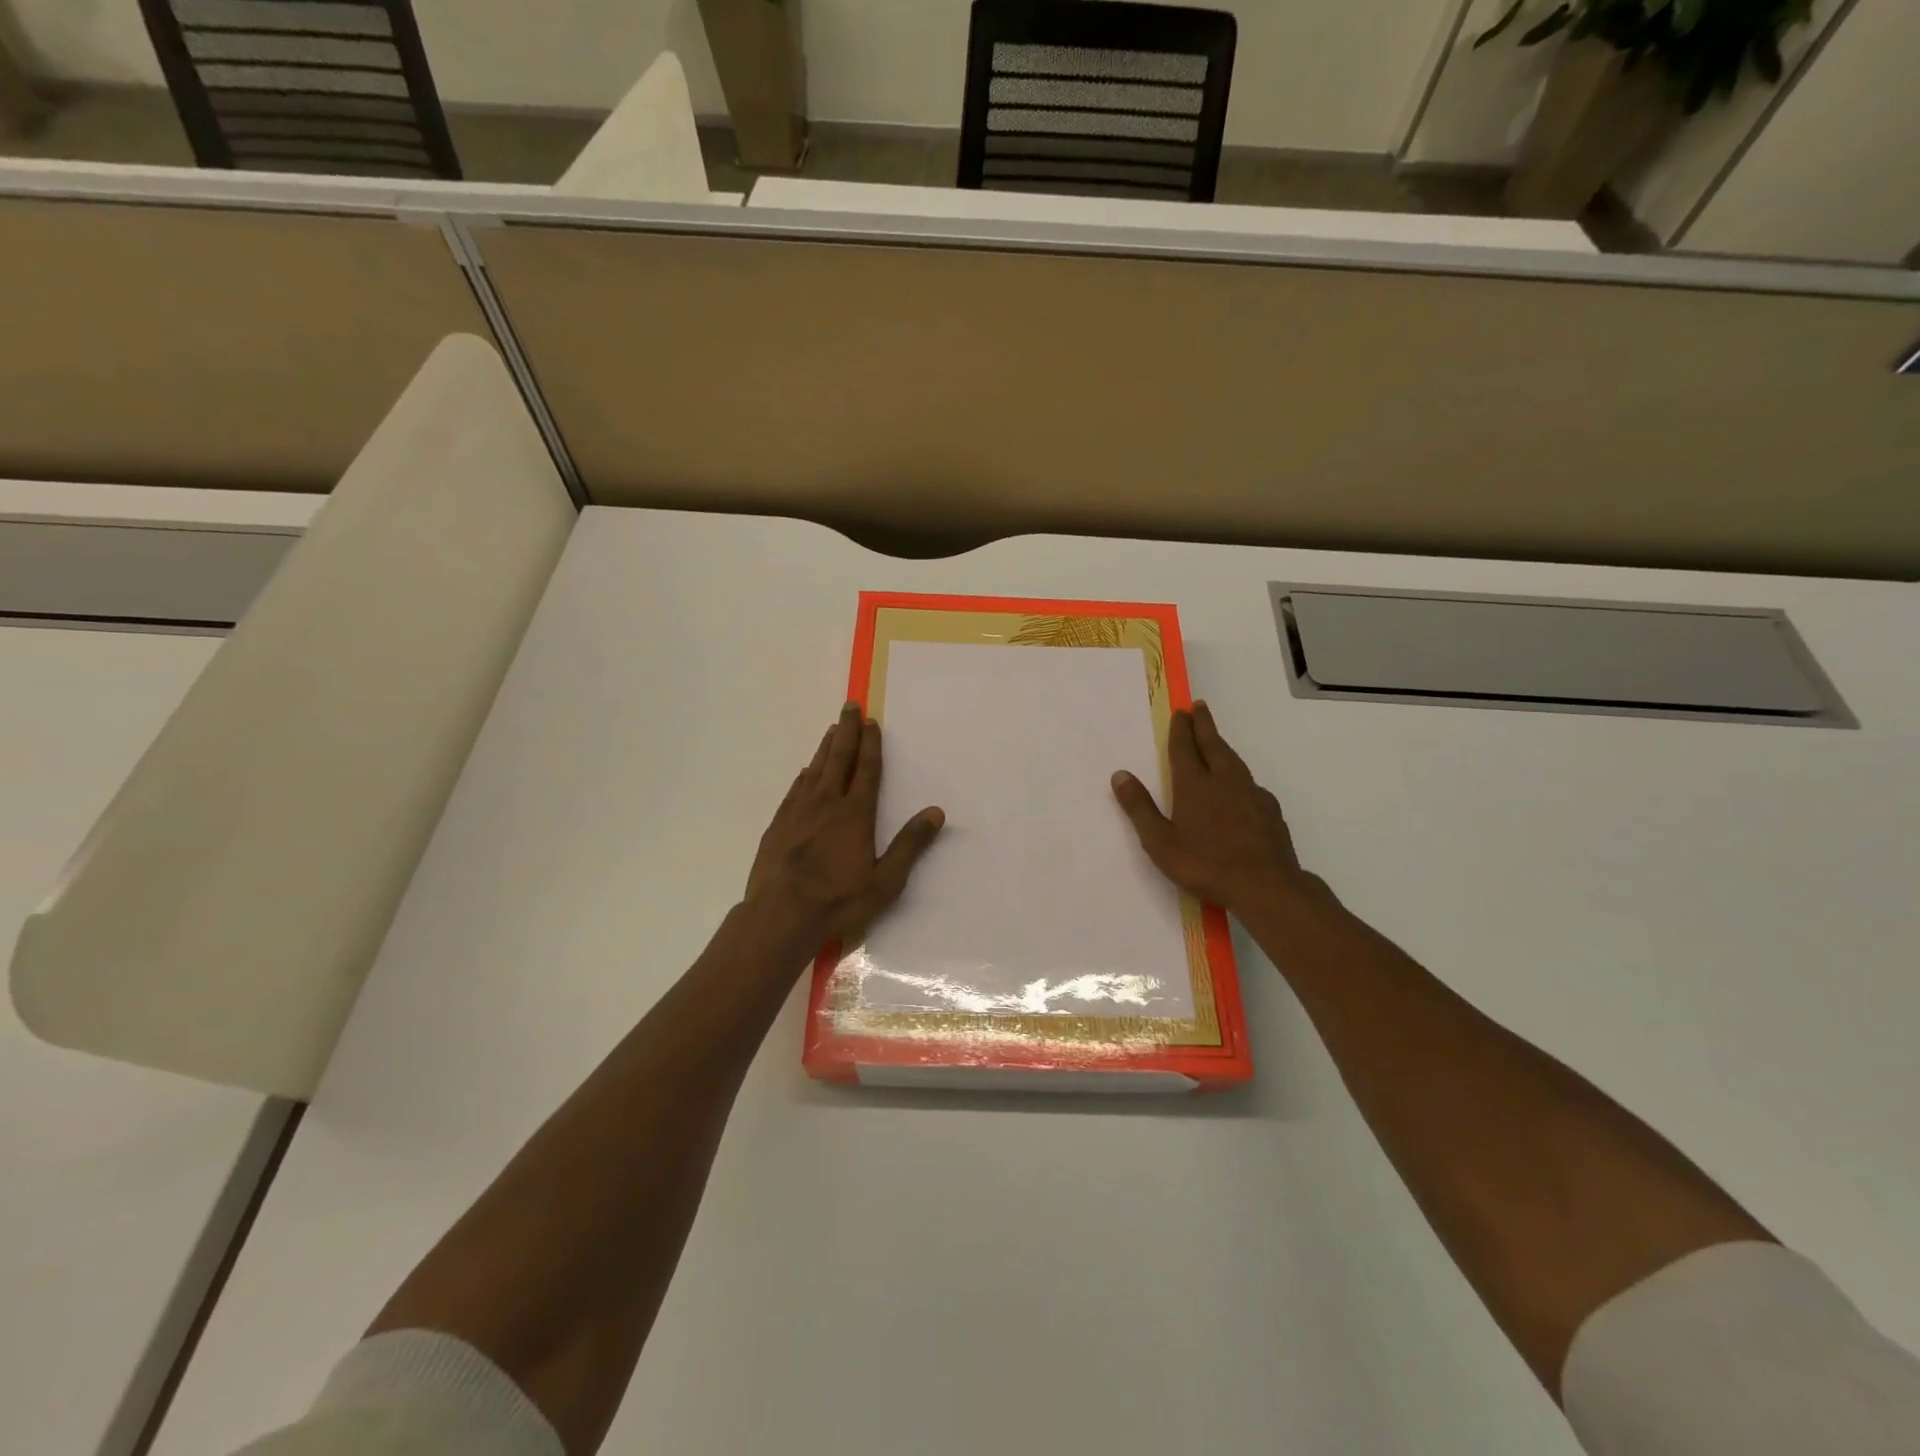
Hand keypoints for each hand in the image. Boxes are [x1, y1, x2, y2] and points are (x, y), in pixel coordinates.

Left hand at [746, 703, 944, 947]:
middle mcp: (826, 804)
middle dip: (847, 731)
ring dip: (826, 747)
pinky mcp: (778, 824)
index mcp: (855, 814)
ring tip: (832, 729)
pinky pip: (795, 789)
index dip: (870, 744)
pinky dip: (804, 774)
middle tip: (850, 706)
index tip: (872, 721)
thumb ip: (910, 845)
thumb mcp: (885, 881)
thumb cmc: (838, 901)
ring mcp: (798, 812)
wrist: (779, 916)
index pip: (866, 770)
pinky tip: (806, 772)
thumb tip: (936, 812)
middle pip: (839, 759)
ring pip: (815, 769)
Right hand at [1111, 701, 1307, 912]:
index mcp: (1194, 785)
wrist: (1265, 885)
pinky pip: (1250, 783)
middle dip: (1204, 725)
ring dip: (1222, 745)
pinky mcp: (1269, 810)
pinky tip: (1241, 785)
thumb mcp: (1160, 841)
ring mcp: (1251, 794)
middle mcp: (1224, 781)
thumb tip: (1120, 775)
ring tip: (1216, 739)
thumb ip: (1139, 807)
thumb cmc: (1204, 864)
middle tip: (1200, 706)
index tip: (1181, 711)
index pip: (1185, 749)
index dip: (1181, 729)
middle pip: (1213, 745)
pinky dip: (1240, 774)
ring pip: (1234, 761)